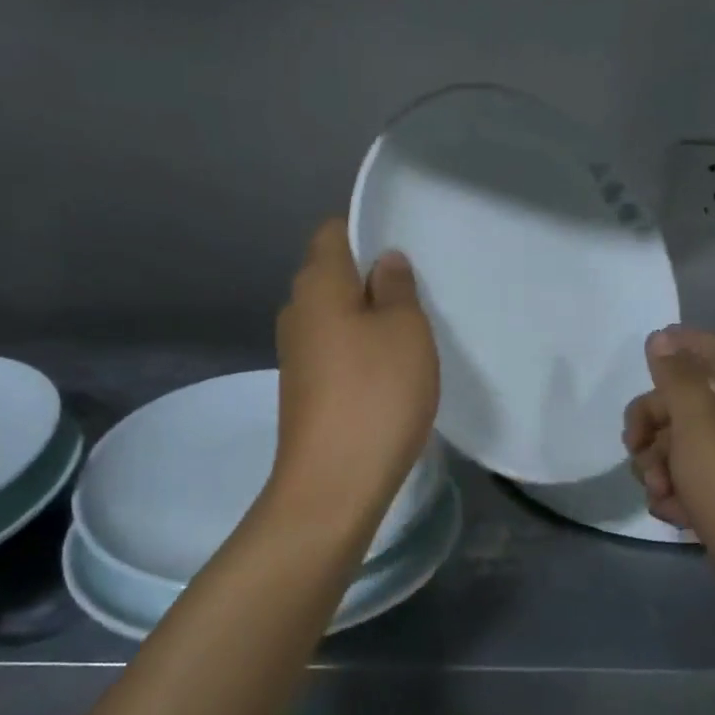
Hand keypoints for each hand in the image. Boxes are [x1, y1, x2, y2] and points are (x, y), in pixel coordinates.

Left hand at [271, 220, 438, 528]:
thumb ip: (397, 287)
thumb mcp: (405, 330)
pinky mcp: (304, 388)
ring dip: (368, 316)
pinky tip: (389, 368)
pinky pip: (334, 349)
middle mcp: (297, 311)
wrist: (333, 483)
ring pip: (335, 315)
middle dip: (372, 276)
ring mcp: (296, 353)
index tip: (404, 247)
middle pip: (332, 274)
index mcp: (318, 285)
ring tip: (412, 328)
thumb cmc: (376, 393)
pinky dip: (359, 349)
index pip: (333, 233)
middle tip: (418, 290)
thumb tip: (384, 261)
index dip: (366, 230)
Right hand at [623, 327, 714, 563]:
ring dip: (657, 464)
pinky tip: (673, 513)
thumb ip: (677, 378)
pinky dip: (673, 492)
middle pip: (686, 401)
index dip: (688, 341)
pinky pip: (687, 479)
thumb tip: (662, 338)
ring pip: (679, 444)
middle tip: (633, 444)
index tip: (650, 347)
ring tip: (658, 492)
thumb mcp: (699, 425)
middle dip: (652, 421)